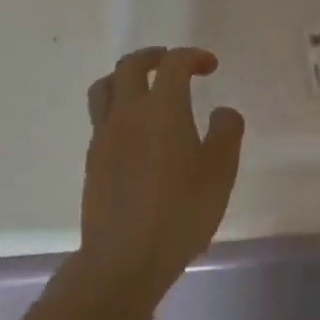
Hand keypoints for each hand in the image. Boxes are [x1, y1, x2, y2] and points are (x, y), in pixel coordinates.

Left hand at [81, 47, 244, 300]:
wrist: (122, 262)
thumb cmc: (178, 213)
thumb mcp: (220, 173)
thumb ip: (227, 133)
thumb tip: (222, 112)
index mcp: (163, 107)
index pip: (174, 63)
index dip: (193, 56)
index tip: (210, 66)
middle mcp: (129, 112)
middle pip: (130, 65)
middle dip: (153, 56)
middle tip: (172, 64)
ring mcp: (105, 137)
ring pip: (105, 88)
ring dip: (125, 78)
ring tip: (144, 89)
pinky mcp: (92, 162)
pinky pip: (100, 119)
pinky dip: (117, 110)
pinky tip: (134, 133)